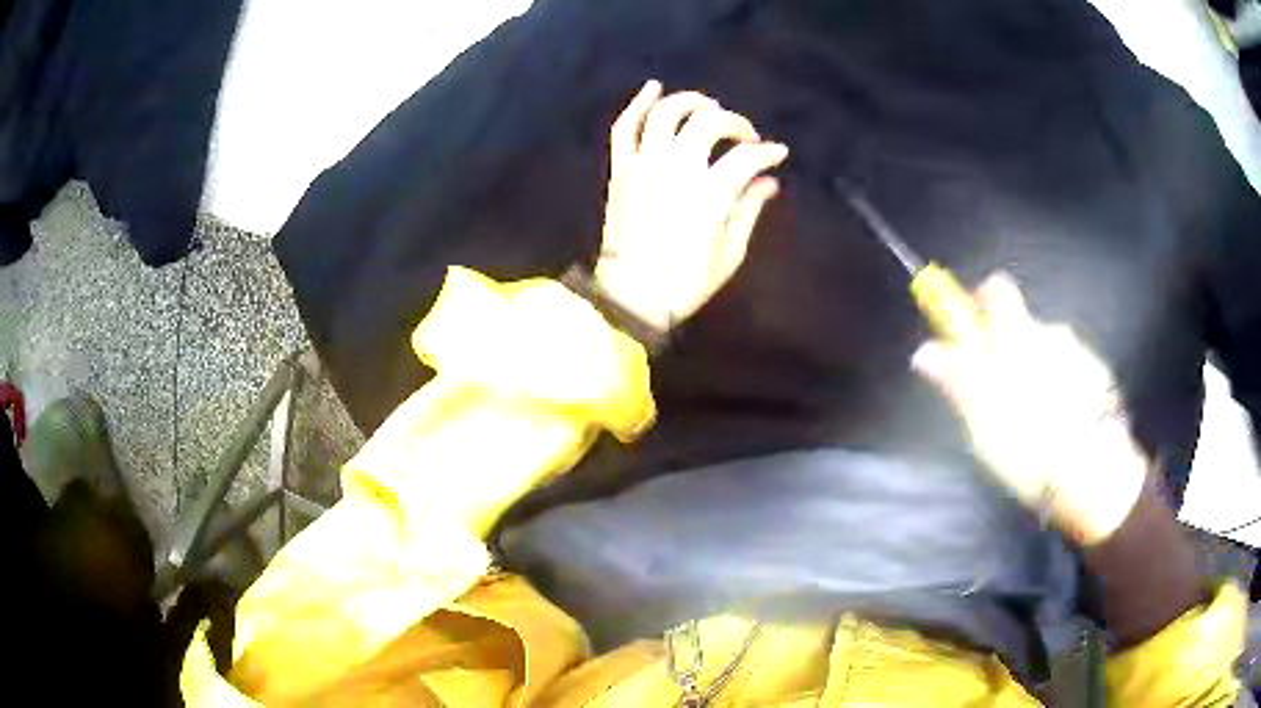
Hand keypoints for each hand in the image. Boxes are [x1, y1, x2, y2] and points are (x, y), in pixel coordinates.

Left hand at [595, 80, 788, 330]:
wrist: (630, 297)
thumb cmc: (685, 282)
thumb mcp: (729, 253)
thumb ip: (749, 210)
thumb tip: (769, 181)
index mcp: (709, 194)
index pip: (746, 157)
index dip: (767, 152)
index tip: (777, 154)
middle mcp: (676, 169)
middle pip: (709, 122)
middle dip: (734, 122)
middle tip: (744, 136)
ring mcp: (644, 165)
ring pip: (668, 112)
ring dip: (691, 101)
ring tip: (708, 106)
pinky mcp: (622, 169)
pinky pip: (626, 126)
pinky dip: (639, 103)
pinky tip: (654, 86)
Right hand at [912, 273, 1147, 544]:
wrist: (1094, 473)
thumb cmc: (1032, 445)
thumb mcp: (984, 420)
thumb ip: (957, 378)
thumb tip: (924, 349)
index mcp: (1019, 337)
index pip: (995, 290)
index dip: (978, 303)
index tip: (969, 333)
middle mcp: (1051, 333)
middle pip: (1020, 326)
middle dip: (1004, 351)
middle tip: (997, 399)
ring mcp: (1079, 353)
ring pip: (1045, 351)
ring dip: (1033, 372)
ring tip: (1031, 422)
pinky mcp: (1099, 377)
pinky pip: (1069, 370)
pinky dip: (1059, 388)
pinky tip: (1058, 426)